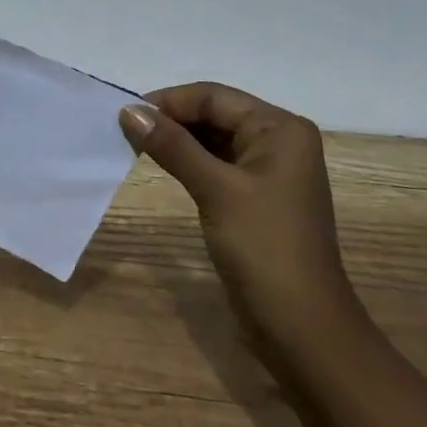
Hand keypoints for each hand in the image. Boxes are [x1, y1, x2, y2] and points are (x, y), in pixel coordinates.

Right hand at [120, 84, 357, 346]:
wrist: (301, 328)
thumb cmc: (264, 248)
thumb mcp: (216, 190)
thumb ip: (172, 146)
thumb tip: (128, 110)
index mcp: (280, 129)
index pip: (215, 97)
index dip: (169, 101)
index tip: (125, 114)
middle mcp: (278, 141)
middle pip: (214, 114)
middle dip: (171, 119)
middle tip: (125, 130)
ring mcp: (268, 170)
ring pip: (212, 139)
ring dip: (176, 140)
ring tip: (134, 145)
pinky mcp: (255, 196)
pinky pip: (216, 164)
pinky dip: (187, 161)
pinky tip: (160, 164)